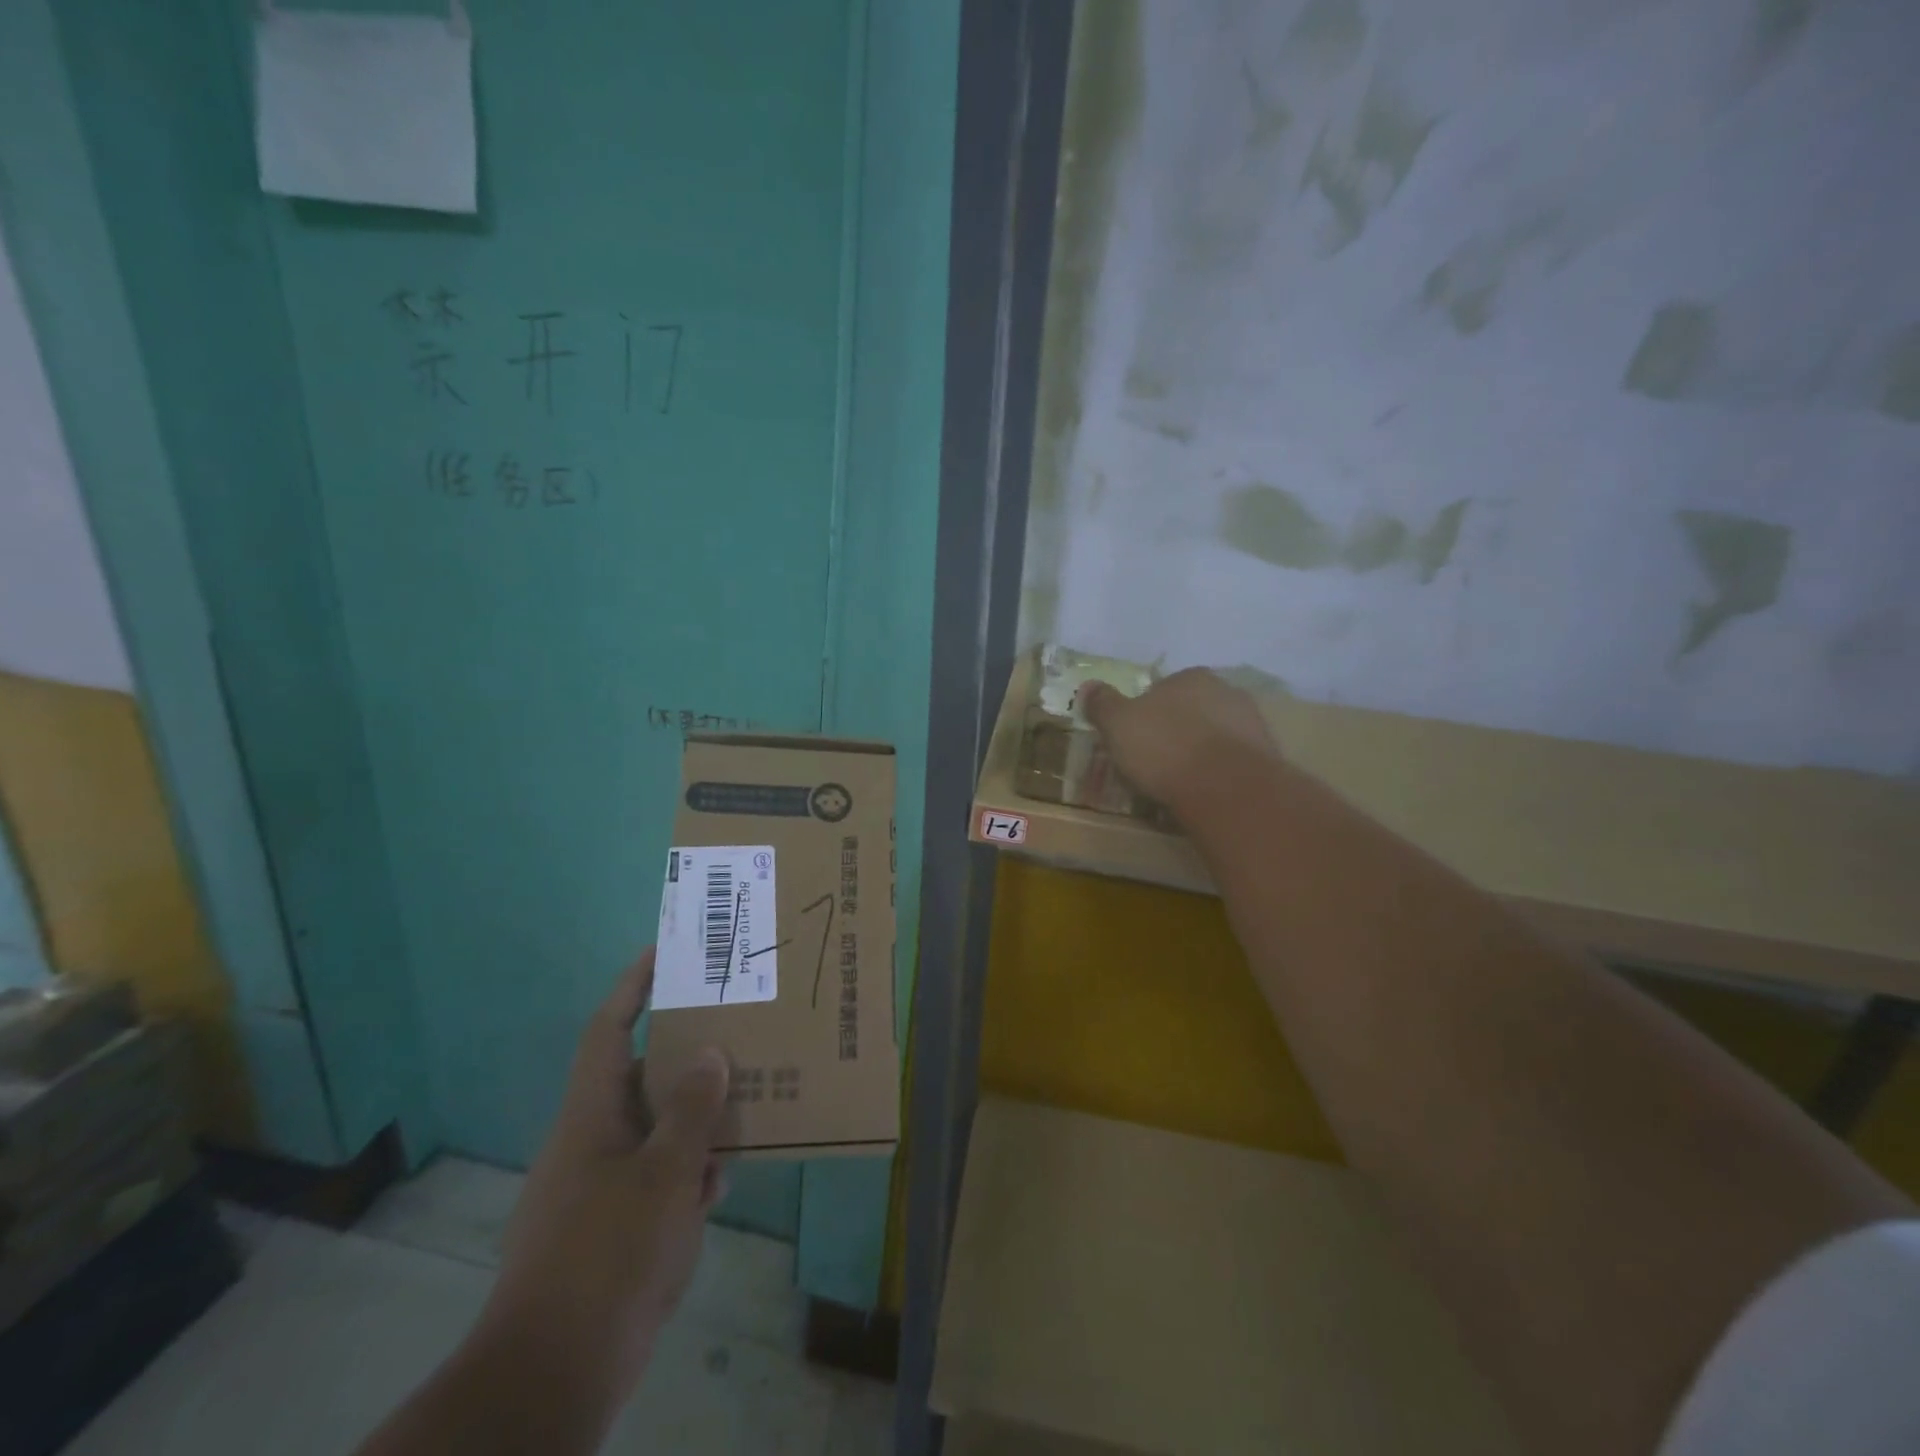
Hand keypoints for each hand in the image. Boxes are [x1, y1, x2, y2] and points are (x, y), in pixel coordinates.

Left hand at [477, 948, 729, 1408]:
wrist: (553, 1376)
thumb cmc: (608, 1255)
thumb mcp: (664, 1174)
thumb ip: (692, 1110)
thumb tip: (710, 1052)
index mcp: (590, 1115)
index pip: (609, 1029)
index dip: (633, 986)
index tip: (665, 952)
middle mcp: (591, 1141)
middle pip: (640, 1076)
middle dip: (685, 1053)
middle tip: (734, 1029)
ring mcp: (598, 1186)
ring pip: (654, 1128)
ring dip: (694, 1117)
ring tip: (745, 1100)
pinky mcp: (609, 1228)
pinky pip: (655, 1176)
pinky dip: (687, 1170)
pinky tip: (720, 1182)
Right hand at [1079, 668, 1278, 812]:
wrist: (1226, 787)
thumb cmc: (1164, 747)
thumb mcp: (1118, 724)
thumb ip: (1103, 704)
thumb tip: (1089, 686)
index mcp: (1190, 677)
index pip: (1163, 688)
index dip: (1146, 712)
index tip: (1135, 737)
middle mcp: (1226, 691)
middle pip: (1192, 710)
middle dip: (1176, 730)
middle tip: (1155, 760)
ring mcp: (1252, 724)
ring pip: (1215, 735)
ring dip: (1200, 752)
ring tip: (1179, 782)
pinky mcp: (1267, 758)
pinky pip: (1232, 762)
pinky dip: (1218, 773)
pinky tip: (1204, 792)